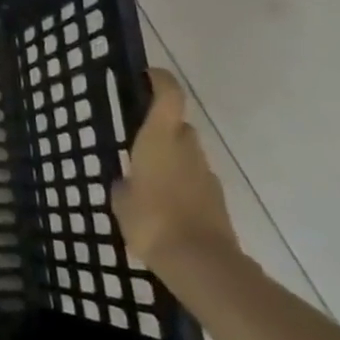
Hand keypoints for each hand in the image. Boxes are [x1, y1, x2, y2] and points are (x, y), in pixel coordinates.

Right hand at [112, 69, 239, 267]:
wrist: (201, 264)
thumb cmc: (152, 219)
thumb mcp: (121, 200)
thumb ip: (125, 184)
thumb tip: (129, 182)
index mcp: (160, 136)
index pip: (169, 94)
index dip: (160, 79)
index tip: (146, 75)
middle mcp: (186, 147)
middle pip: (178, 125)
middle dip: (162, 128)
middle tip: (138, 143)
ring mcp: (206, 174)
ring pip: (187, 155)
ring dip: (172, 160)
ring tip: (148, 182)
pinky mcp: (217, 201)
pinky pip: (195, 182)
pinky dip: (182, 186)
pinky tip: (165, 208)